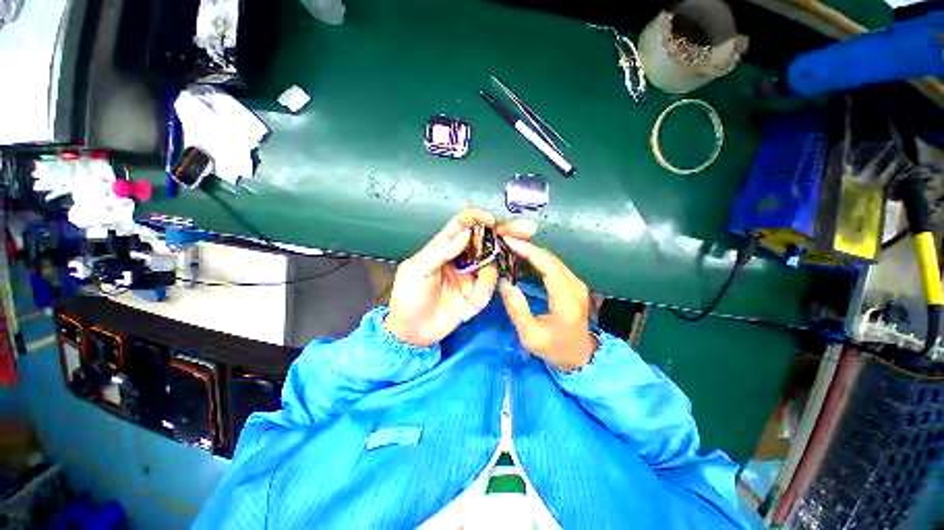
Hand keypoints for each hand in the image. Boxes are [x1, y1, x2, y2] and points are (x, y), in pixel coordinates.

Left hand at [385, 208, 499, 347]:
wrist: (410, 332)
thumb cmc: (407, 297)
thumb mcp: (417, 270)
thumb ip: (441, 251)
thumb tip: (466, 232)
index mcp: (444, 248)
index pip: (462, 225)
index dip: (476, 218)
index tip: (491, 220)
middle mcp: (461, 258)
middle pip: (485, 240)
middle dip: (506, 232)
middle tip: (528, 228)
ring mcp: (471, 277)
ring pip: (492, 262)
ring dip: (498, 264)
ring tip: (491, 275)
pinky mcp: (476, 295)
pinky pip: (488, 287)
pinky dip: (486, 288)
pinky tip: (471, 301)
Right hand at [498, 236, 597, 372]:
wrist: (580, 356)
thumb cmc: (554, 348)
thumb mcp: (530, 336)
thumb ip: (517, 309)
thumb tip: (504, 282)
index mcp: (567, 300)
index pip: (548, 266)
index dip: (528, 251)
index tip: (508, 241)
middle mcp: (575, 286)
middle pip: (550, 258)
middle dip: (527, 247)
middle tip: (505, 241)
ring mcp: (576, 283)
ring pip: (552, 259)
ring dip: (531, 251)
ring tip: (510, 246)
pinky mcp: (573, 284)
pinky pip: (554, 265)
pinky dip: (537, 259)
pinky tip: (523, 258)